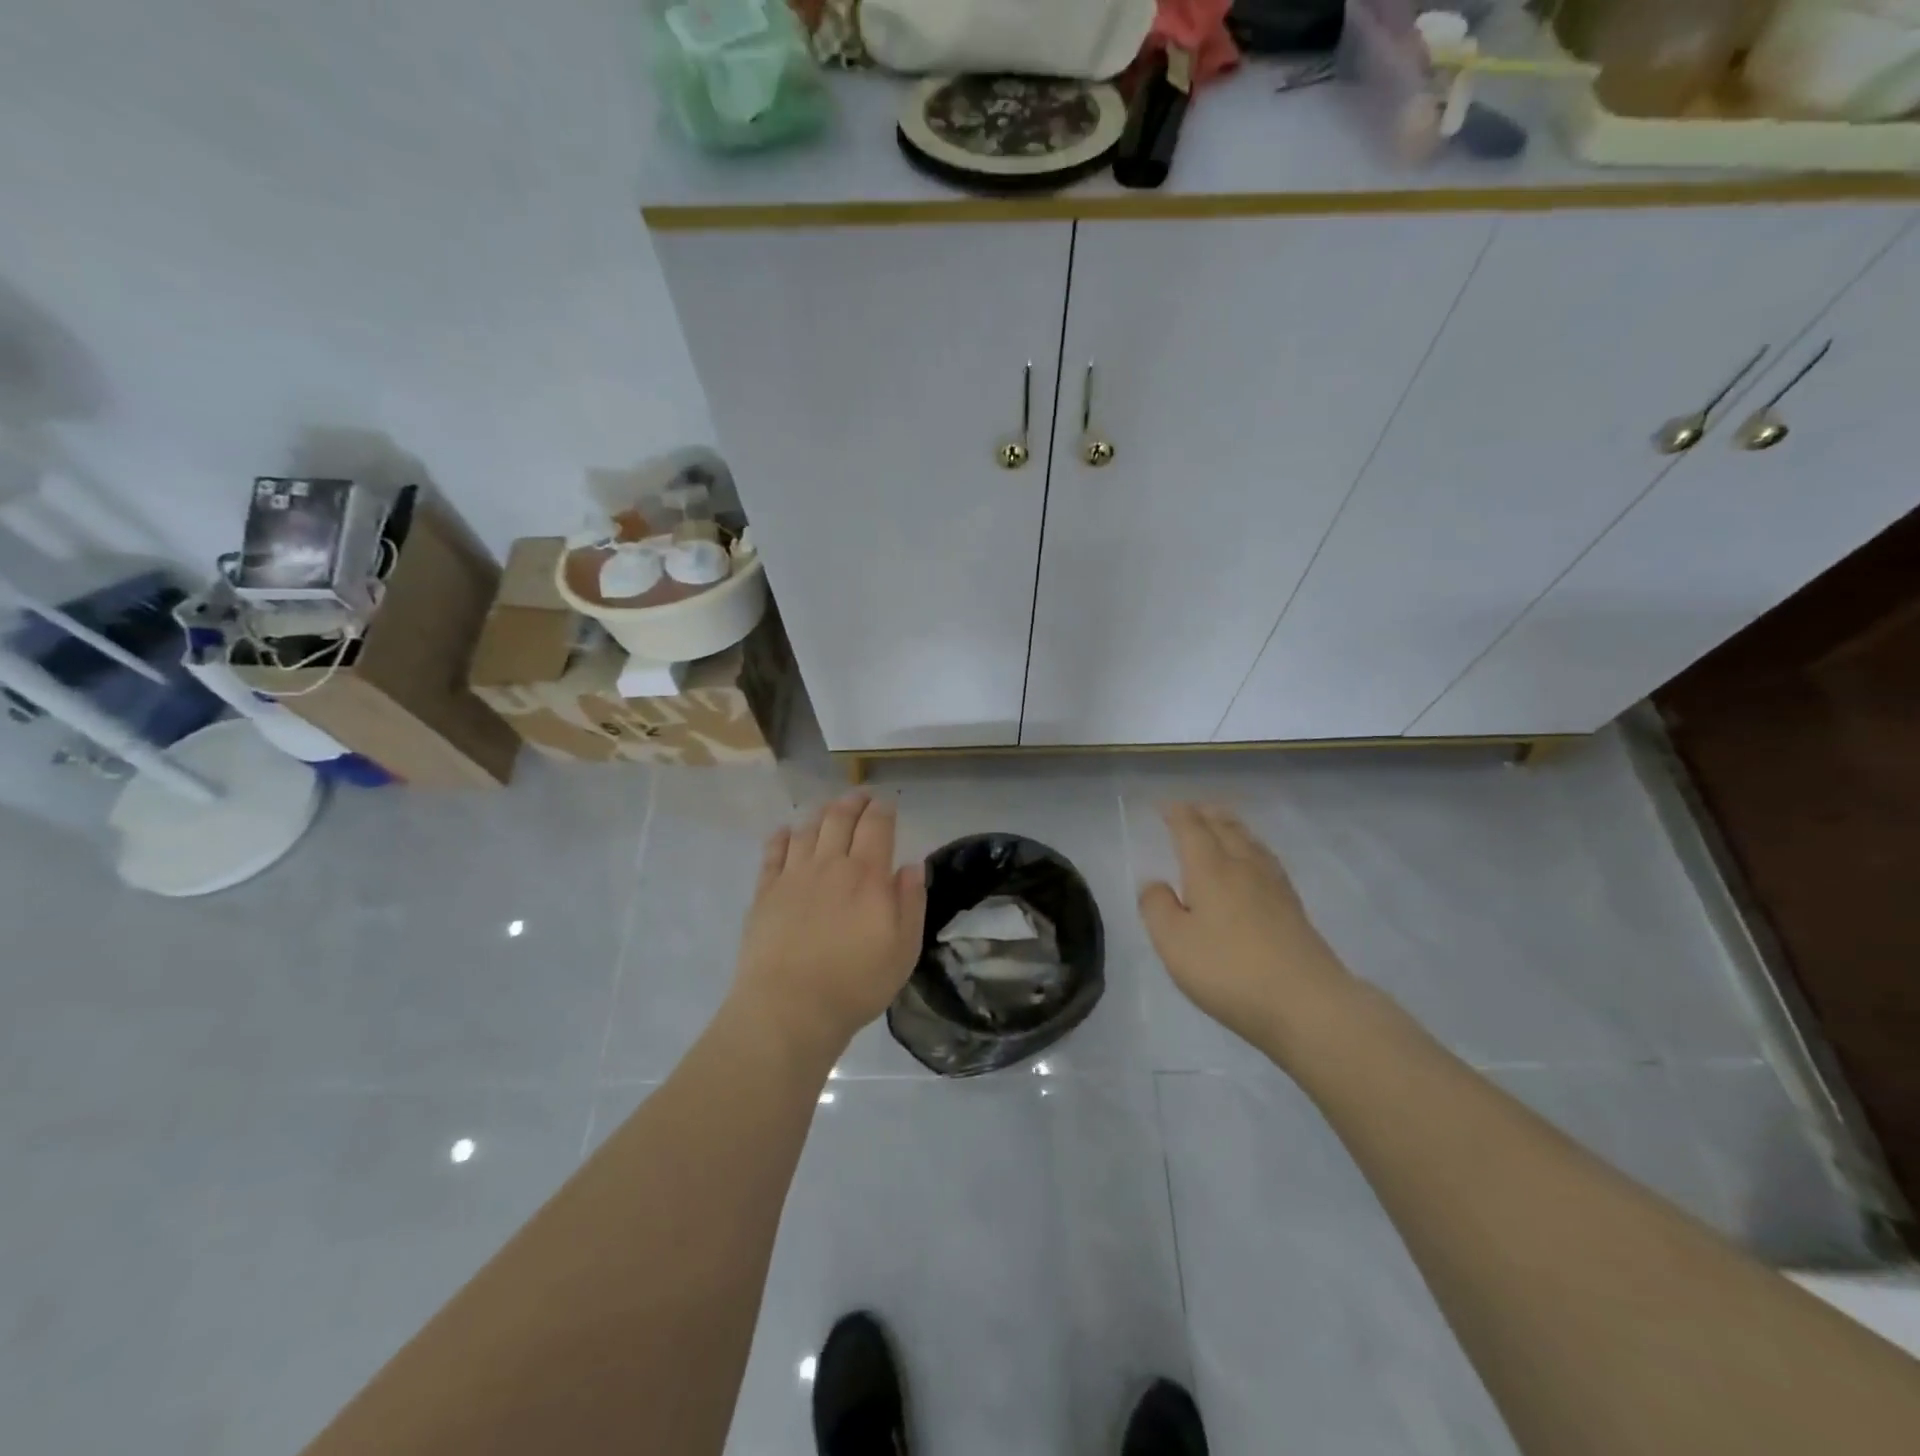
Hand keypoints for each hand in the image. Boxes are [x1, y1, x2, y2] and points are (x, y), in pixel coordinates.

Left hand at [732, 793, 926, 1059]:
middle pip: (840, 817)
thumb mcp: (904, 949)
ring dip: (822, 813)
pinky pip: (773, 851)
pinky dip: (782, 836)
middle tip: (862, 796)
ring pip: (808, 828)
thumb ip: (911, 902)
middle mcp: (830, 864)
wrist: (789, 1008)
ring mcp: (793, 875)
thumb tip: (912, 865)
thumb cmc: (856, 983)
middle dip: (854, 801)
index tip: (888, 804)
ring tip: (830, 809)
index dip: (883, 809)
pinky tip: (786, 833)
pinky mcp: (765, 891)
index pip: (877, 825)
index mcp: (867, 875)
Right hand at [1138, 803, 1355, 1058]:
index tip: (1164, 806)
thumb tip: (1156, 883)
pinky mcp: (1293, 908)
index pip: (1191, 829)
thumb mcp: (1174, 943)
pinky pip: (1266, 860)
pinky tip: (1255, 862)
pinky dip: (1252, 847)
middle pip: (1225, 828)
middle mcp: (1243, 867)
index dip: (1176, 814)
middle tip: (1191, 808)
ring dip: (1231, 826)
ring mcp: (1274, 886)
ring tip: (1221, 823)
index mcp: (1210, 869)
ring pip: (1249, 841)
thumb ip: (1157, 908)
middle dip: (1205, 814)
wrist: (1307, 1003)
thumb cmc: (1229, 971)